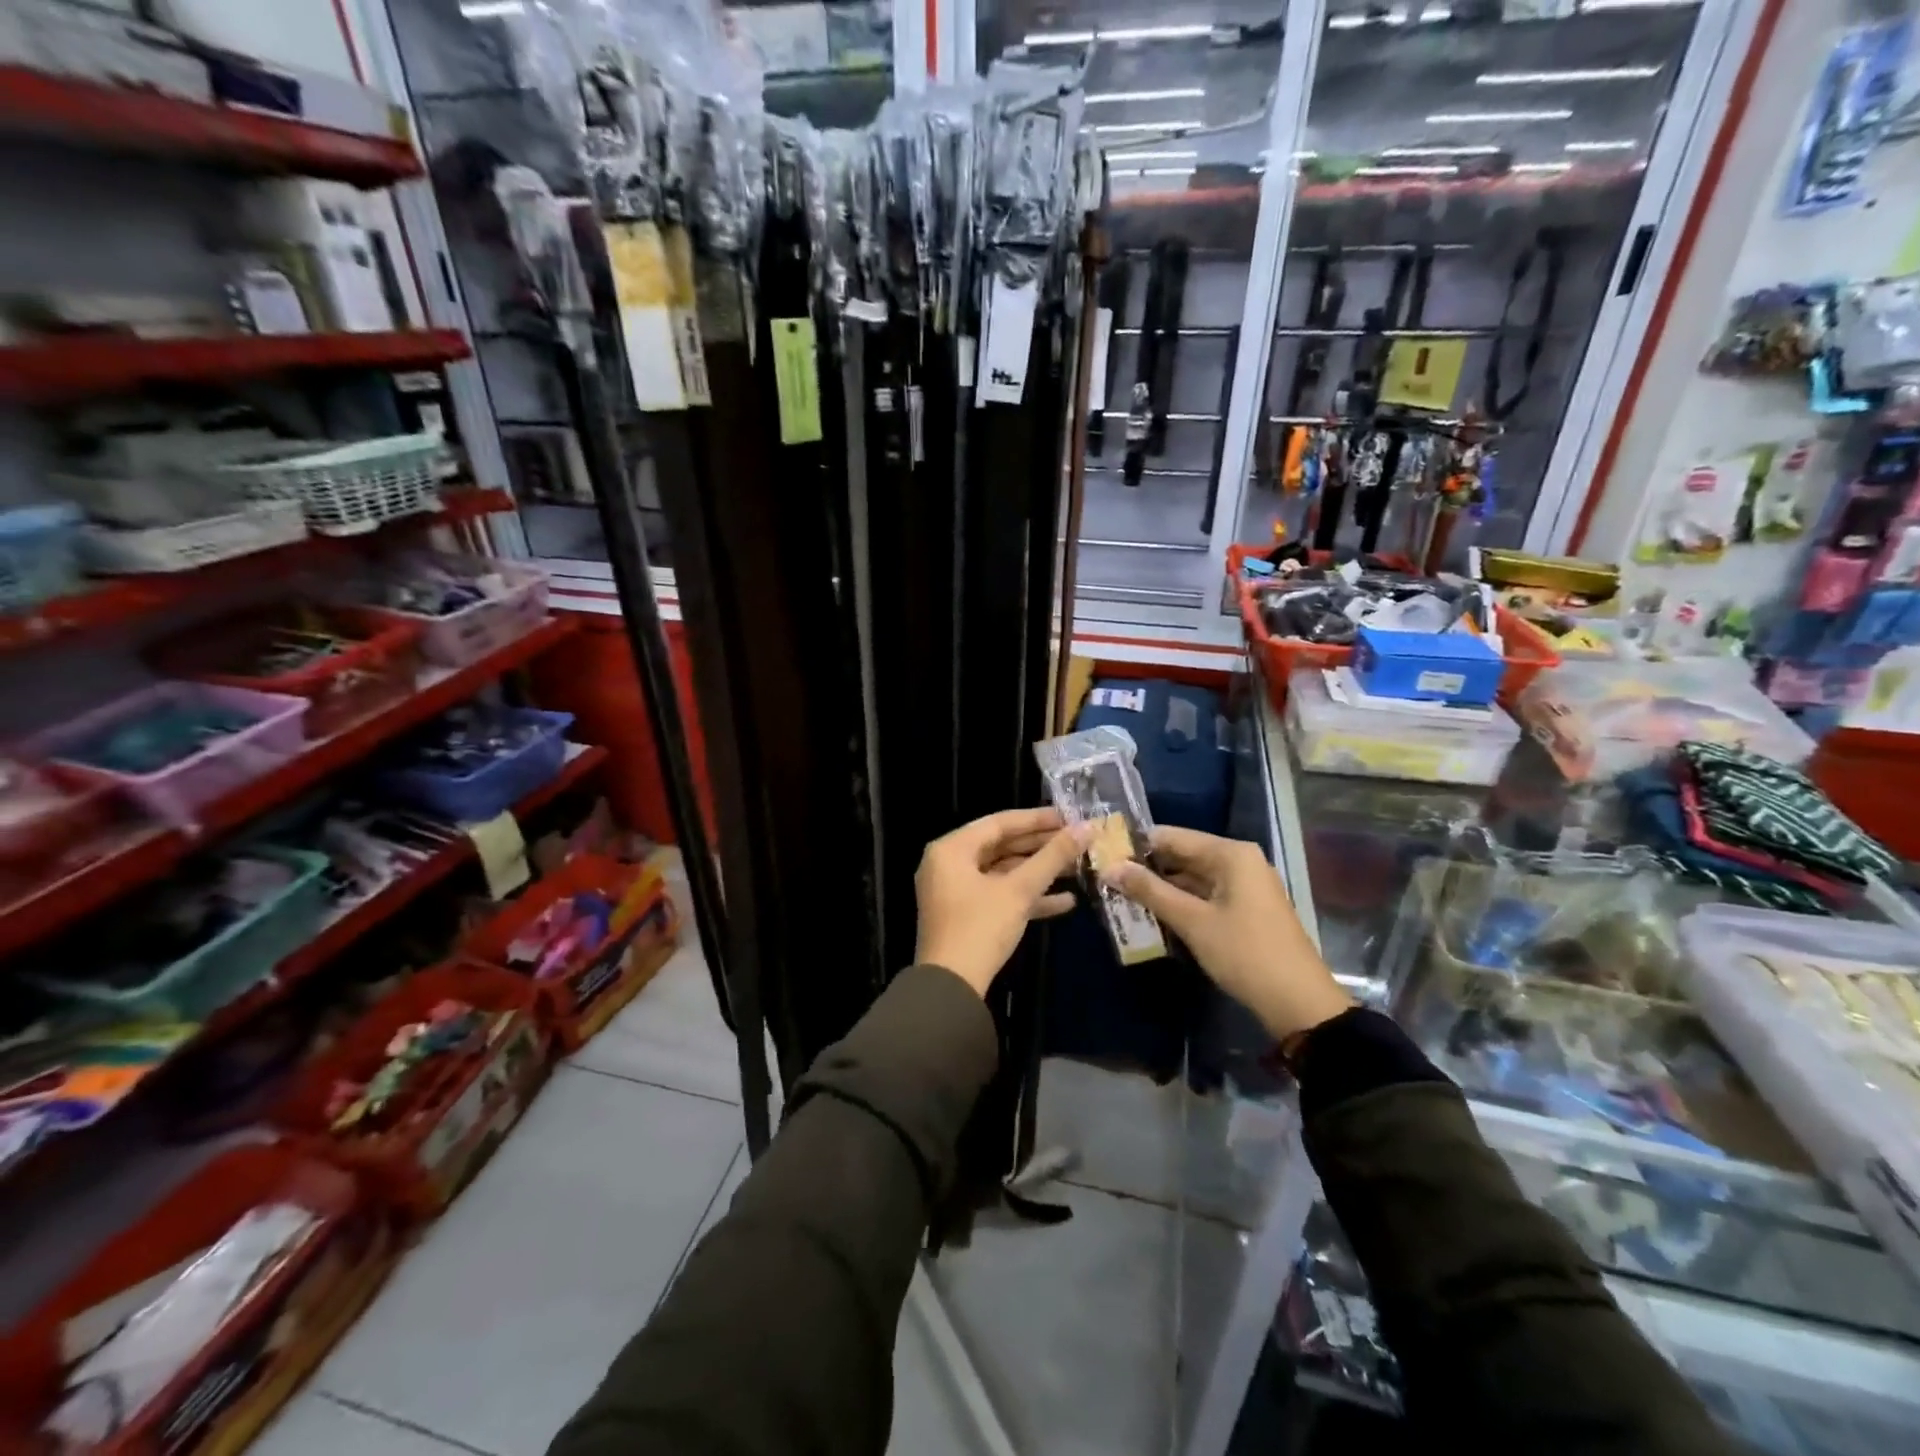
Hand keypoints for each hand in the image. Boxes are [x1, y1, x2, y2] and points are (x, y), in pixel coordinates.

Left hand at [916, 807, 1086, 997]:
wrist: (951, 988)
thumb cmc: (980, 927)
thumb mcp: (1019, 890)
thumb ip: (1052, 857)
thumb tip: (1086, 828)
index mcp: (951, 849)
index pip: (998, 823)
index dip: (1036, 819)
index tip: (1069, 817)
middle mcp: (949, 864)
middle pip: (1001, 847)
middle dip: (1041, 847)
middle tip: (1077, 841)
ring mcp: (956, 892)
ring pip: (1003, 873)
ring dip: (1039, 873)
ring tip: (1078, 868)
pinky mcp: (966, 916)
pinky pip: (999, 896)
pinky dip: (1027, 897)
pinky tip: (1066, 901)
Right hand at [1103, 826, 1350, 1039]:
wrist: (1298, 1003)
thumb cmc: (1244, 953)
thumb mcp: (1192, 922)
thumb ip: (1150, 891)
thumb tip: (1109, 867)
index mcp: (1230, 854)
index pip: (1172, 836)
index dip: (1136, 845)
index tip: (1102, 855)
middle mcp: (1239, 861)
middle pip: (1182, 855)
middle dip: (1146, 868)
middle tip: (1106, 878)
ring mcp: (1244, 886)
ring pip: (1191, 877)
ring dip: (1160, 887)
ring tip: (1120, 895)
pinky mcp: (1244, 909)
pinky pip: (1204, 895)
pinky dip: (1180, 902)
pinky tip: (1151, 913)